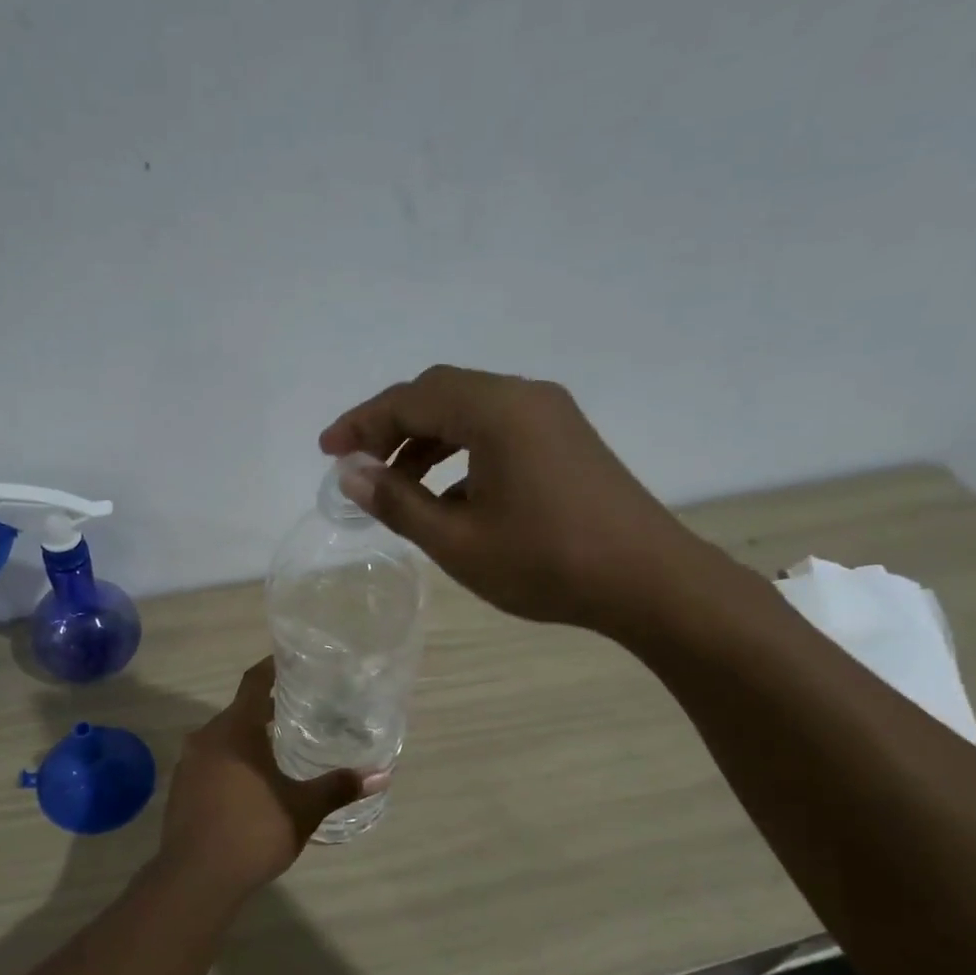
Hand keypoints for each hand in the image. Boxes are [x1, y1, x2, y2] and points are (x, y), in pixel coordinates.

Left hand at [159, 659, 384, 899]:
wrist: (194, 878)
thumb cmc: (252, 832)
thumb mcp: (302, 809)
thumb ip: (338, 787)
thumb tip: (381, 775)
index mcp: (234, 730)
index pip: (253, 683)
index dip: (271, 668)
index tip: (291, 661)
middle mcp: (206, 738)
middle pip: (239, 711)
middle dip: (266, 708)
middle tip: (300, 708)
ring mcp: (189, 763)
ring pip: (223, 738)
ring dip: (248, 737)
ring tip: (280, 745)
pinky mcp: (181, 788)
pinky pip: (211, 760)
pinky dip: (232, 760)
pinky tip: (252, 780)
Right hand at [320, 365, 727, 638]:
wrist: (648, 581)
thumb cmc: (546, 562)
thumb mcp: (456, 540)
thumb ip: (398, 501)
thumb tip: (351, 473)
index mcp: (495, 411)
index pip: (411, 399)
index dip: (361, 423)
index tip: (327, 450)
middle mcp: (523, 397)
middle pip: (439, 394)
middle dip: (390, 425)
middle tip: (356, 464)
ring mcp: (550, 415)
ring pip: (468, 410)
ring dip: (425, 438)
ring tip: (395, 483)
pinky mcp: (566, 438)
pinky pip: (497, 428)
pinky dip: (459, 449)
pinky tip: (448, 493)